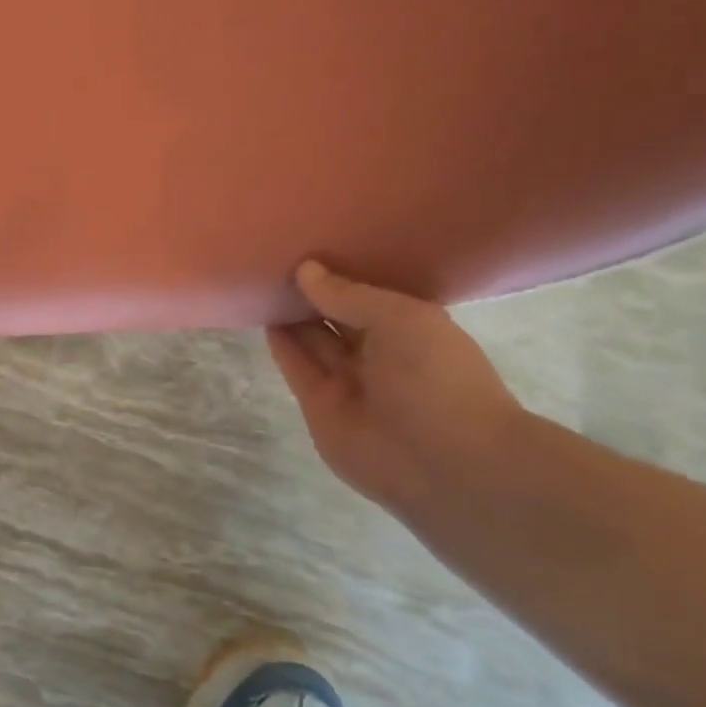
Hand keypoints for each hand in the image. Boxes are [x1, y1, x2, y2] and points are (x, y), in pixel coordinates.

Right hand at [266, 261, 526, 514]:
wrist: (444, 462)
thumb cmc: (437, 378)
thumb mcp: (402, 319)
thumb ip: (349, 294)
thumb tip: (305, 269)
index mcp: (413, 329)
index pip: (370, 295)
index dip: (344, 272)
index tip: (312, 244)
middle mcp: (379, 353)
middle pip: (337, 316)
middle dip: (312, 292)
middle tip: (276, 256)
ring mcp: (348, 381)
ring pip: (313, 340)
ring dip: (291, 314)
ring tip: (261, 278)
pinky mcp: (318, 404)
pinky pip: (296, 367)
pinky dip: (280, 343)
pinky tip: (262, 314)